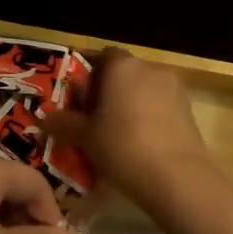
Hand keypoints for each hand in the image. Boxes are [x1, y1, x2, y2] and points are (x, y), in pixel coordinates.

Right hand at [42, 49, 215, 211]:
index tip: (80, 99)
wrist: (177, 176)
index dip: (90, 75)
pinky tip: (142, 144)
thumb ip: (64, 124)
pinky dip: (150, 118)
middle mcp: (149, 68)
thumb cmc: (122, 147)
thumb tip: (43, 119)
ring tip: (118, 135)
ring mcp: (173, 87)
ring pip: (144, 90)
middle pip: (124, 73)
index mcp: (121, 66)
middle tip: (95, 120)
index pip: (102, 57)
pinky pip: (161, 106)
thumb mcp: (85, 138)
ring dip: (132, 105)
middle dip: (110, 92)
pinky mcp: (188, 108)